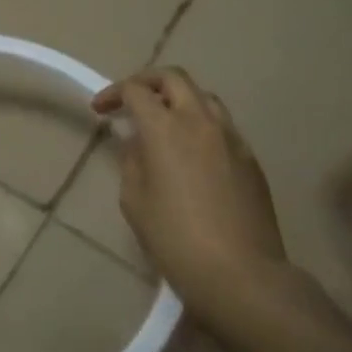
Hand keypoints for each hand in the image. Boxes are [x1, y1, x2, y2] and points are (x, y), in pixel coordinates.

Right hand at [91, 68, 290, 308]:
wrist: (241, 274)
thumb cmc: (174, 238)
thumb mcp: (134, 199)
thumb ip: (133, 160)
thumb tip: (139, 143)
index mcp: (165, 129)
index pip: (136, 90)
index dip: (113, 93)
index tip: (100, 110)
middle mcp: (201, 122)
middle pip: (174, 78)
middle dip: (147, 82)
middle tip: (130, 100)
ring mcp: (232, 139)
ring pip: (204, 97)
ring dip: (178, 99)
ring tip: (162, 123)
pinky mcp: (251, 160)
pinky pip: (223, 126)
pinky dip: (200, 124)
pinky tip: (190, 153)